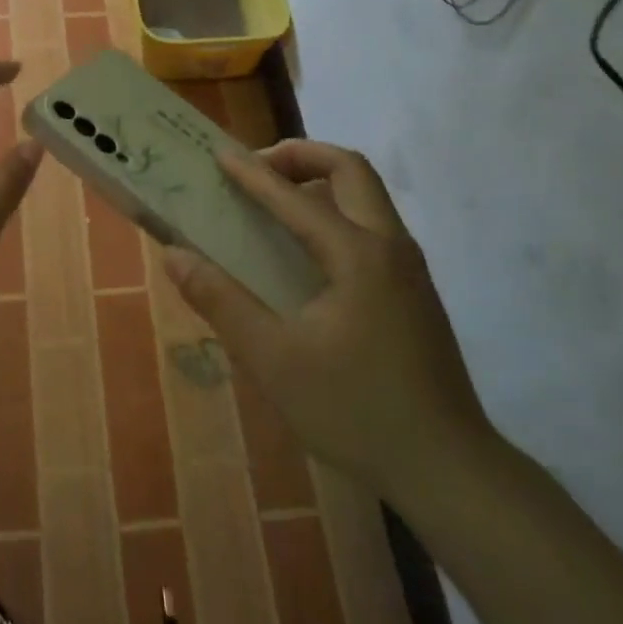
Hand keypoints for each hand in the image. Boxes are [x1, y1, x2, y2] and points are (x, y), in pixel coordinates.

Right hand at [162, 140, 493, 502]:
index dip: (252, 173)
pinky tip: (308, 251)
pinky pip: (373, 224)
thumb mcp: (272, 359)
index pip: (295, 197)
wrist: (447, 469)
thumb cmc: (354, 410)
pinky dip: (336, 210)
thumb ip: (221, 301)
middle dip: (301, 156)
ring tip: (275, 202)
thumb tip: (175, 255)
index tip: (219, 154)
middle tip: (257, 170)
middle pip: (350, 170)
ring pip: (367, 195)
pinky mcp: (415, 291)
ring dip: (321, 181)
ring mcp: (409, 268)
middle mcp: (390, 246)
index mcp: (357, 255)